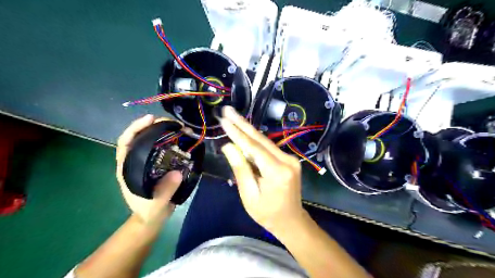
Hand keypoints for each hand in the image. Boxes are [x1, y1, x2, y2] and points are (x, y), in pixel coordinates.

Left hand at [116, 115, 182, 225]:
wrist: (153, 218)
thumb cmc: (149, 211)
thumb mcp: (156, 204)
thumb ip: (164, 191)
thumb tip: (177, 173)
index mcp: (127, 168)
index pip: (126, 142)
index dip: (136, 128)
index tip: (150, 119)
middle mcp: (135, 161)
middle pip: (140, 137)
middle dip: (154, 125)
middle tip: (171, 122)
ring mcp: (147, 161)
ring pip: (152, 140)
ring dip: (164, 131)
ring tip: (179, 127)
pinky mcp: (158, 164)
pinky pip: (163, 148)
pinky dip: (171, 140)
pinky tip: (181, 138)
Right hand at [219, 106, 307, 233]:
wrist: (291, 221)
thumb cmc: (267, 213)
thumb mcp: (249, 195)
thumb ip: (241, 169)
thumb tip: (229, 146)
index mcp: (277, 172)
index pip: (253, 147)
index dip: (237, 133)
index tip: (224, 120)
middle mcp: (287, 161)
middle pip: (260, 139)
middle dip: (242, 123)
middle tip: (228, 110)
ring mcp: (290, 159)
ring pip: (264, 141)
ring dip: (247, 130)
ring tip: (233, 117)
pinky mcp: (289, 160)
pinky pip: (268, 148)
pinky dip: (255, 141)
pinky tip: (244, 131)